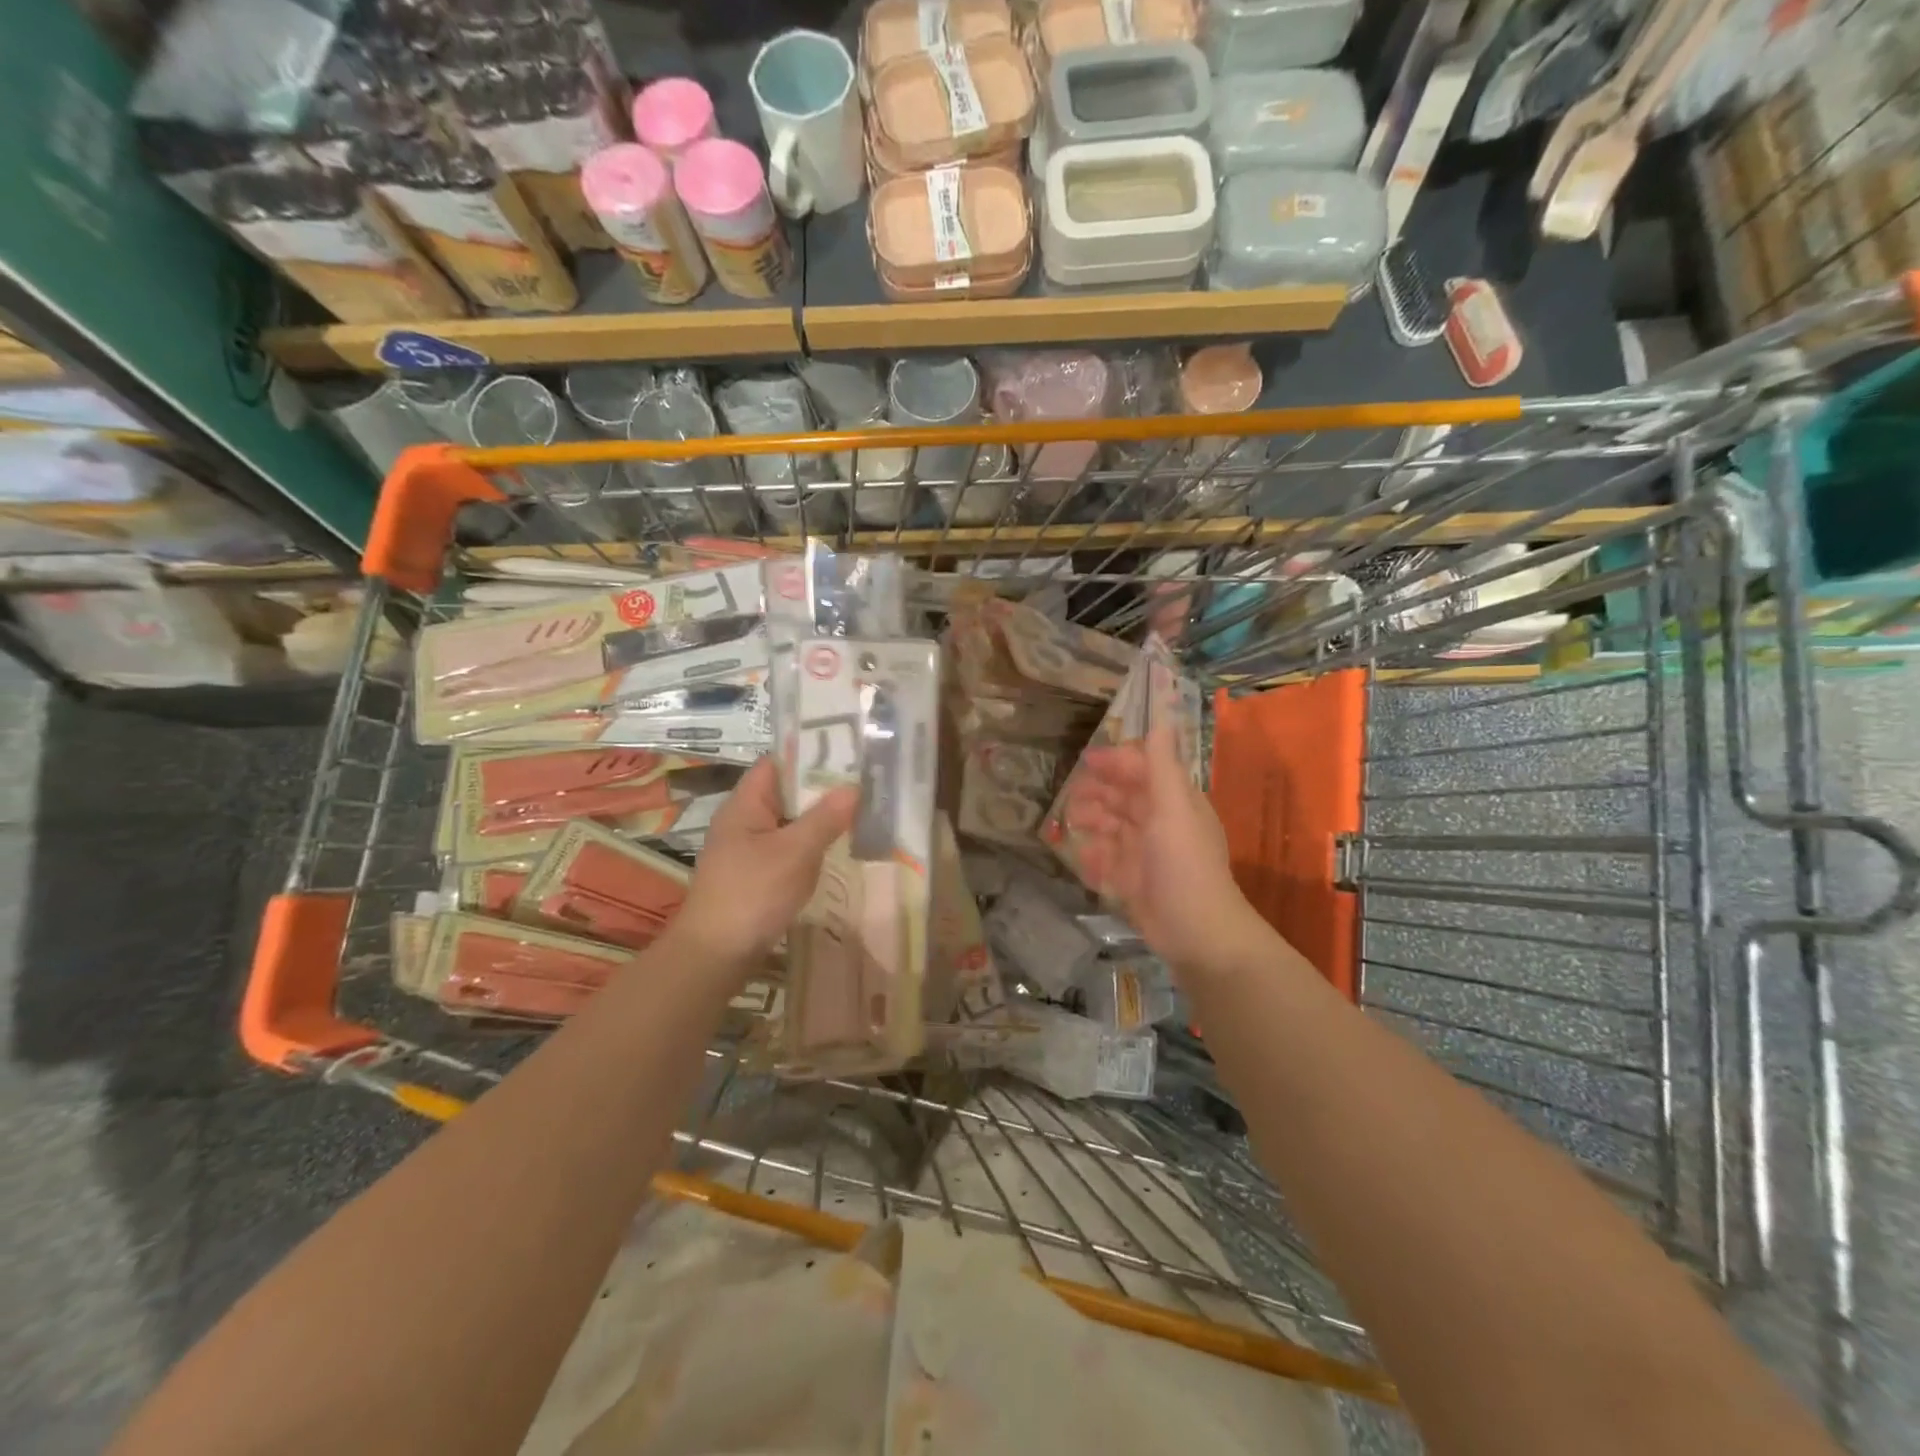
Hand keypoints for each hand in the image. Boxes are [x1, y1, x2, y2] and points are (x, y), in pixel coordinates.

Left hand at [674, 758, 856, 975]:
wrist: (715, 955)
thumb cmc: (752, 894)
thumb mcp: (794, 852)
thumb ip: (825, 818)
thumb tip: (854, 786)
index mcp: (746, 804)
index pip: (777, 762)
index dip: (809, 753)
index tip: (847, 750)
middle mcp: (744, 820)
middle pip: (786, 792)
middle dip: (822, 787)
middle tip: (864, 780)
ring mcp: (749, 849)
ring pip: (790, 822)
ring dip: (819, 817)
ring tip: (860, 809)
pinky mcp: (756, 874)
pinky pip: (788, 848)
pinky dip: (811, 844)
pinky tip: (837, 848)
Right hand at [1064, 729, 1269, 977]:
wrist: (1197, 933)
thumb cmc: (1184, 864)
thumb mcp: (1173, 808)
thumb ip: (1162, 764)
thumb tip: (1163, 715)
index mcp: (1174, 802)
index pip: (1143, 770)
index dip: (1117, 762)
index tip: (1086, 761)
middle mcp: (1161, 824)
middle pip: (1124, 798)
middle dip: (1098, 793)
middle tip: (1070, 797)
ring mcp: (1147, 855)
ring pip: (1113, 828)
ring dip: (1093, 823)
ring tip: (1072, 825)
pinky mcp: (1135, 883)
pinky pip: (1109, 862)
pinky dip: (1095, 858)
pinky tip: (1083, 859)